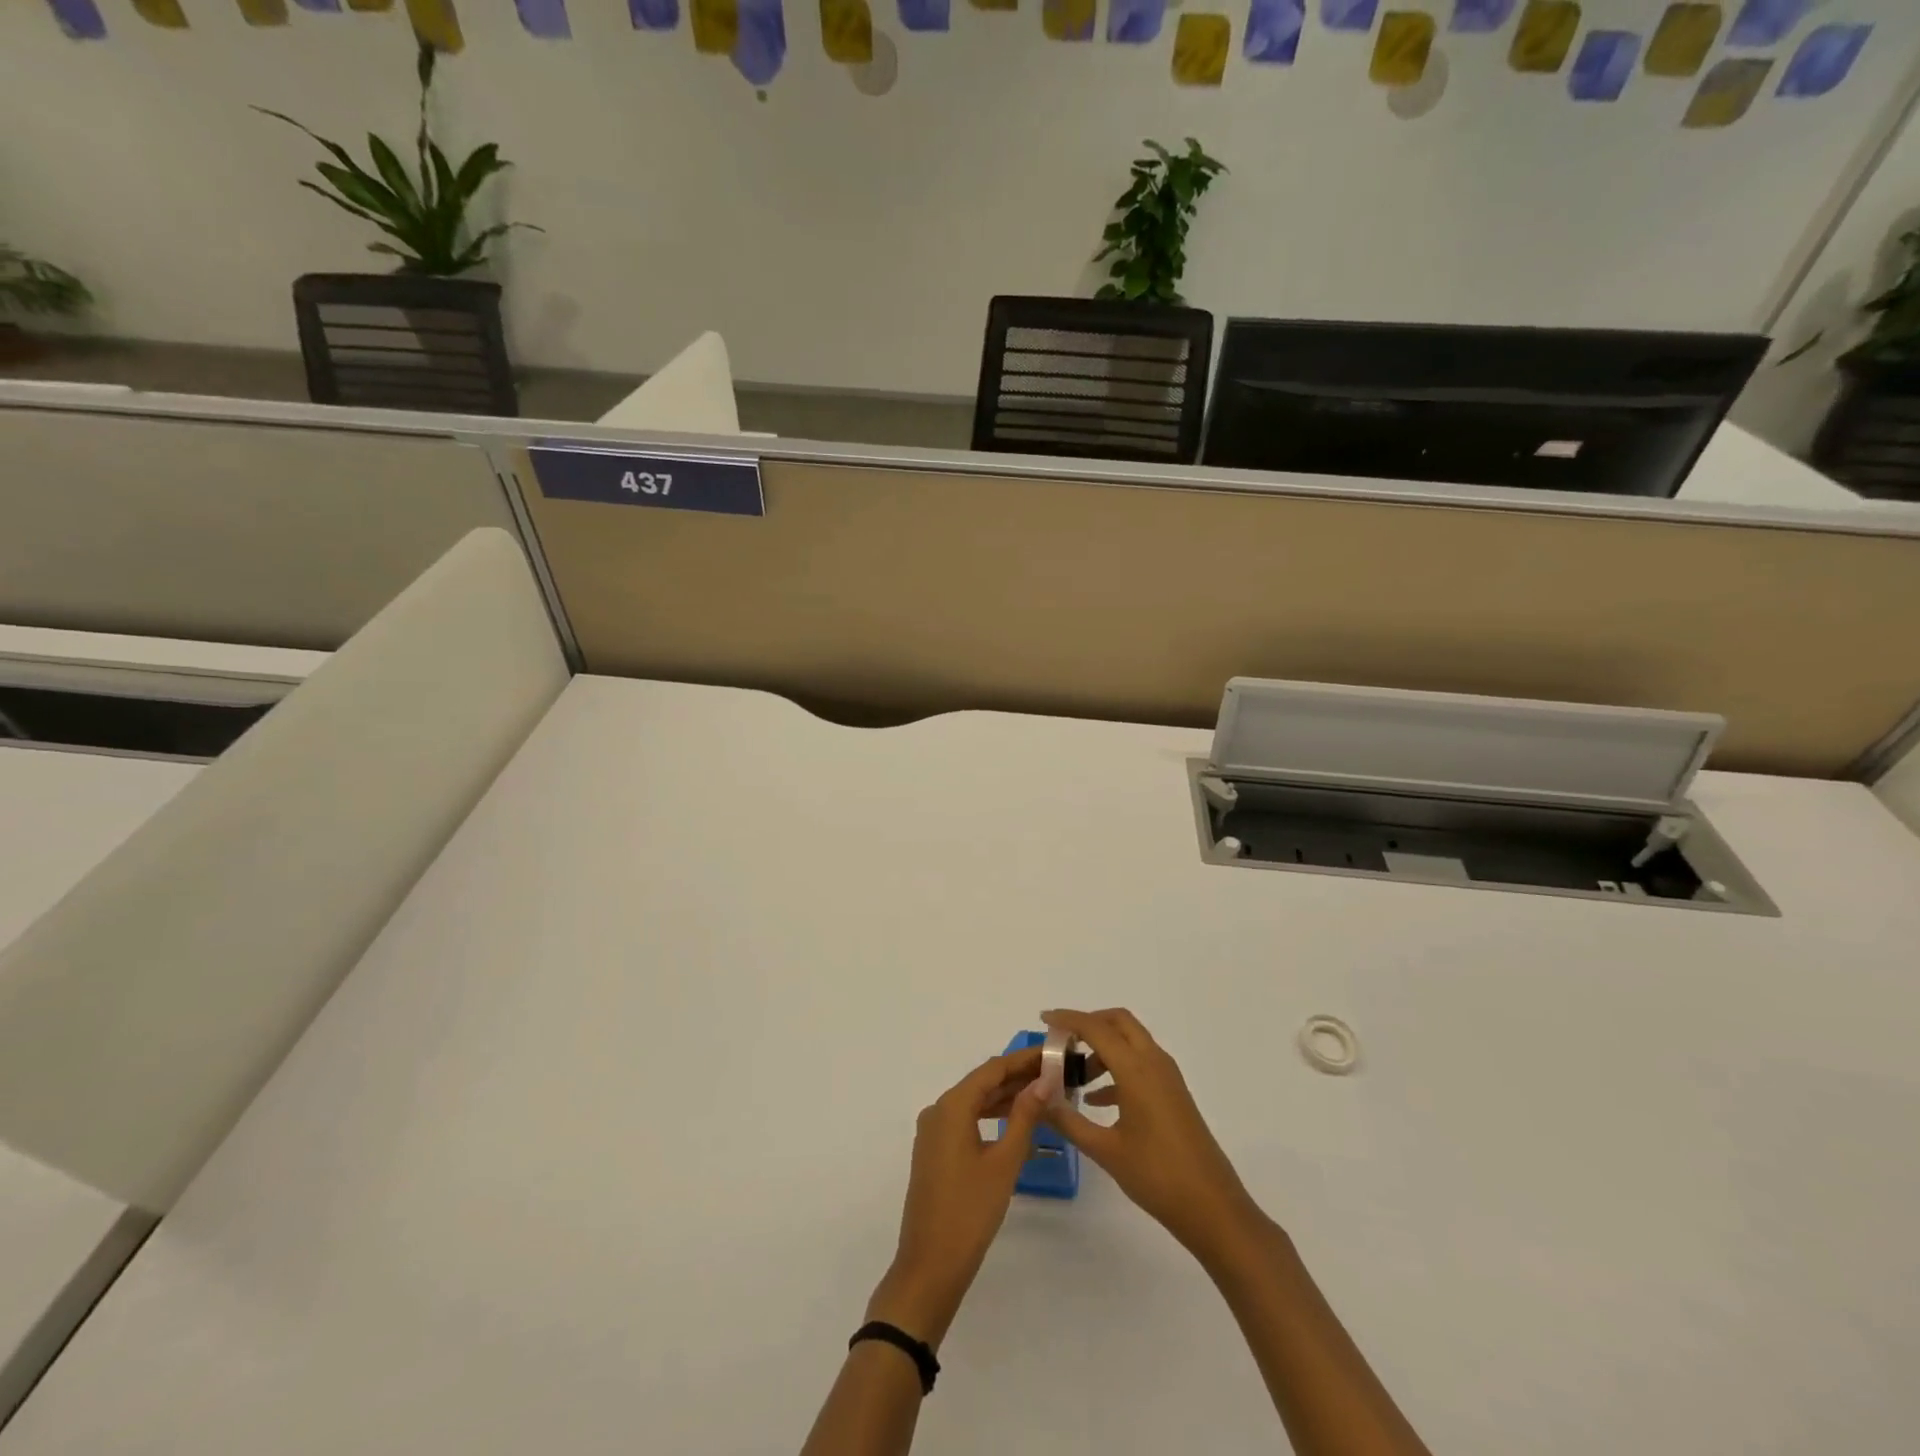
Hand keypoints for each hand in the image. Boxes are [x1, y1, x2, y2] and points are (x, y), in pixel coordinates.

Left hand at [868, 1047, 1048, 1349]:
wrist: (930, 1266)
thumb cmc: (970, 1211)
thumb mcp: (1004, 1162)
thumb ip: (1024, 1117)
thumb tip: (1043, 1081)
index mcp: (952, 1106)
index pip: (992, 1069)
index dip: (1023, 1059)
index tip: (1052, 1052)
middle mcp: (938, 1110)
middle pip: (983, 1082)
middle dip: (1018, 1077)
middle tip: (1055, 1073)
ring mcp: (934, 1132)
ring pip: (975, 1102)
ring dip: (1006, 1097)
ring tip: (1043, 1094)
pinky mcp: (935, 1151)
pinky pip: (967, 1121)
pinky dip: (991, 1116)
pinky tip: (1017, 1123)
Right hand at [1041, 1008, 1265, 1267]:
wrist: (1212, 1207)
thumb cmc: (1157, 1176)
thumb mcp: (1105, 1150)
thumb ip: (1068, 1121)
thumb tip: (1038, 1100)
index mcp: (1136, 1070)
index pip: (1096, 1028)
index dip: (1068, 1019)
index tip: (1044, 1019)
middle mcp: (1153, 1063)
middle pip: (1119, 1022)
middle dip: (1089, 1024)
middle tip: (1062, 1042)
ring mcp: (1167, 1077)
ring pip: (1131, 1042)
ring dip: (1102, 1048)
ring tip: (1075, 1077)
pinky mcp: (1173, 1093)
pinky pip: (1140, 1064)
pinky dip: (1116, 1069)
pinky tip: (1096, 1100)